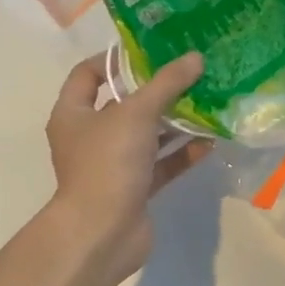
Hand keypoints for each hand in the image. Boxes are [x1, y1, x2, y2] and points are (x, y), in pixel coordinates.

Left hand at [45, 52, 212, 280]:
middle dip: (157, 90)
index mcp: (74, 114)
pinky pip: (162, 164)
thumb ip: (166, 84)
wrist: (102, 234)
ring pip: (147, 135)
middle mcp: (90, 137)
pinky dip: (183, 153)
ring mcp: (113, 165)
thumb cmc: (107, 163)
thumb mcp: (136, 113)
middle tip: (190, 74)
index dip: (115, 59)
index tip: (150, 51)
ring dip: (175, 121)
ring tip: (208, 102)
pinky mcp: (134, 189)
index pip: (88, 74)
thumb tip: (195, 58)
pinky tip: (211, 140)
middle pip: (124, 104)